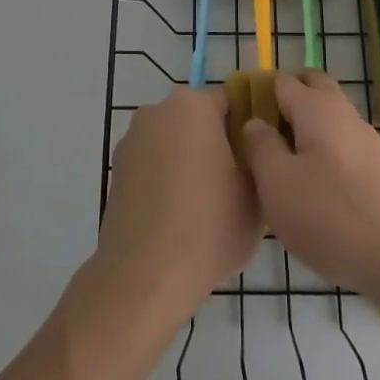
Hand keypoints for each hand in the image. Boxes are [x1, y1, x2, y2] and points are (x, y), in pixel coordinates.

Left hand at [92, 86, 262, 331]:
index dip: (251, 127)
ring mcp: (132, 141)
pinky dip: (168, 180)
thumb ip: (259, 157)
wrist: (145, 277)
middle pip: (200, 120)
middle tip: (240, 182)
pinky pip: (154, 165)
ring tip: (210, 205)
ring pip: (176, 142)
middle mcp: (157, 112)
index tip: (262, 157)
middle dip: (219, 143)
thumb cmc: (210, 227)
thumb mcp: (256, 191)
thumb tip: (252, 148)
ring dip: (192, 161)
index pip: (232, 102)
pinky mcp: (117, 171)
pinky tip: (180, 216)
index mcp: (193, 106)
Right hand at [241, 70, 379, 306]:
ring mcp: (367, 141)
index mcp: (316, 108)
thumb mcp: (277, 183)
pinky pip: (342, 145)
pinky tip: (314, 189)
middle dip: (285, 100)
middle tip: (260, 134)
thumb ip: (260, 147)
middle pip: (312, 88)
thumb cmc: (331, 215)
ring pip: (329, 118)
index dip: (257, 91)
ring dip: (304, 128)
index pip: (281, 80)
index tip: (236, 118)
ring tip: (281, 166)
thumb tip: (255, 123)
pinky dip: (323, 152)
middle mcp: (344, 114)